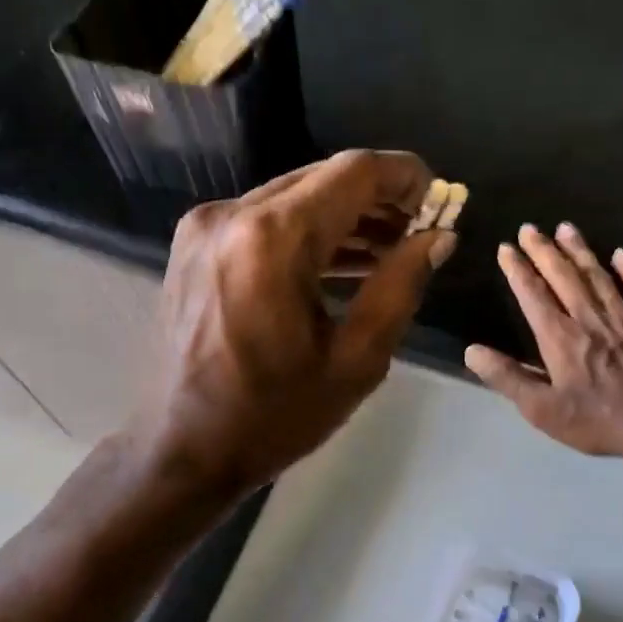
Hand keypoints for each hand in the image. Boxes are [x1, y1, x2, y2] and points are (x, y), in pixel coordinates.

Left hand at [129, 151, 456, 497]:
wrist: (182, 449)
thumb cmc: (274, 416)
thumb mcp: (355, 360)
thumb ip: (400, 287)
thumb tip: (439, 236)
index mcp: (272, 239)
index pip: (354, 172)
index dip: (405, 176)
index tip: (440, 201)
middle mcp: (232, 215)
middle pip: (322, 178)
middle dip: (377, 198)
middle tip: (419, 231)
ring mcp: (205, 229)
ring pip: (293, 197)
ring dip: (343, 216)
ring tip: (390, 249)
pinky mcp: (194, 247)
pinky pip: (263, 221)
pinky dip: (305, 233)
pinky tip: (342, 261)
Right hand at [465, 224, 622, 461]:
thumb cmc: (597, 422)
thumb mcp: (542, 410)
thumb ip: (507, 378)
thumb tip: (472, 351)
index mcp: (560, 338)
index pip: (533, 295)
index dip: (518, 270)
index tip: (506, 248)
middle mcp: (590, 319)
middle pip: (564, 276)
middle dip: (544, 250)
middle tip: (530, 228)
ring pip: (598, 276)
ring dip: (580, 251)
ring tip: (566, 228)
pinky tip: (621, 254)